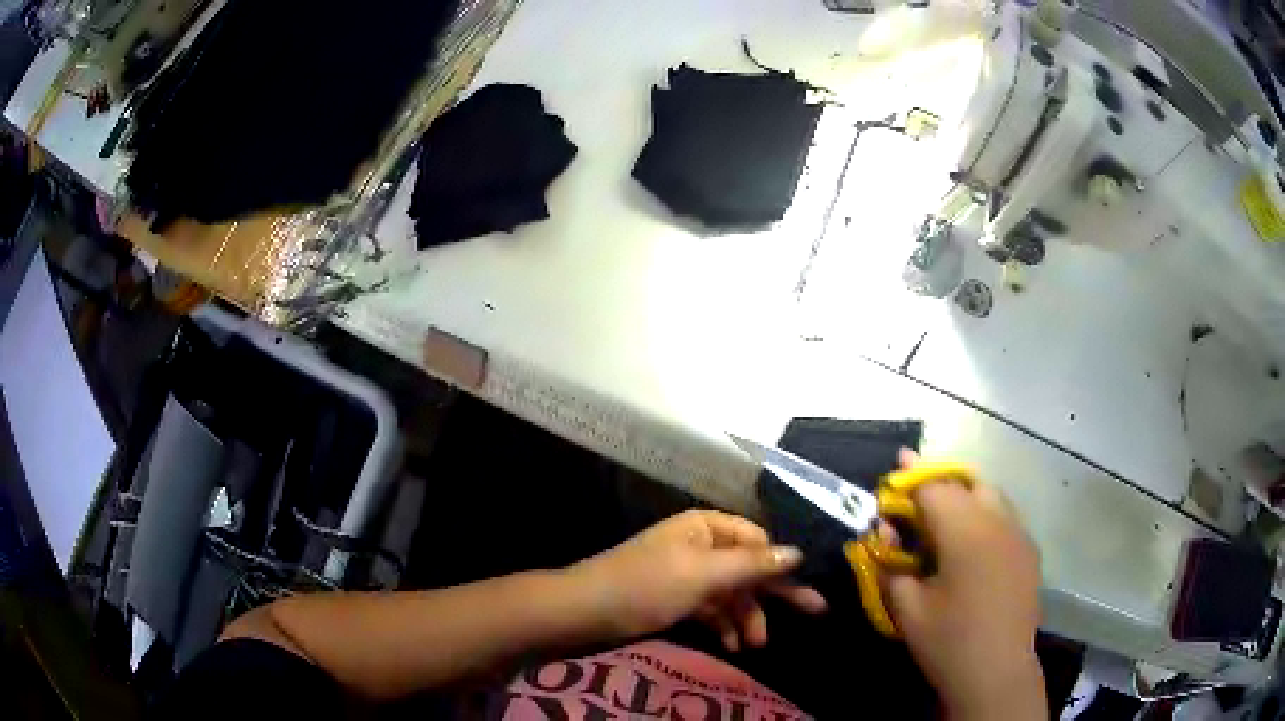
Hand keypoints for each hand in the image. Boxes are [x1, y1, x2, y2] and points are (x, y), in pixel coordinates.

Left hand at [570, 510, 827, 650]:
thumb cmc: (646, 586)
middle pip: (748, 567)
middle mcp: (700, 545)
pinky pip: (711, 608)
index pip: (757, 539)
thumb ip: (752, 564)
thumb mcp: (703, 574)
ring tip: (756, 645)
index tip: (803, 588)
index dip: (779, 563)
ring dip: (747, 616)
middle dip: (772, 594)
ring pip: (731, 592)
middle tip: (814, 611)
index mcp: (705, 526)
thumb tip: (798, 552)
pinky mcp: (676, 599)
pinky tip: (733, 645)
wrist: (584, 613)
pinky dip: (724, 624)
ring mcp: (687, 574)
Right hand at [885, 452, 1046, 720]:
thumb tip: (885, 542)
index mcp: (966, 531)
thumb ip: (892, 567)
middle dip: (939, 482)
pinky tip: (972, 542)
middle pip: (966, 482)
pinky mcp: (1029, 551)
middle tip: (916, 496)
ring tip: (943, 515)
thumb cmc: (947, 640)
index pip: (933, 488)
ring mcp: (1019, 534)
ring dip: (965, 495)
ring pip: (991, 494)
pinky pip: (1005, 516)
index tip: (893, 473)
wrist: (996, 671)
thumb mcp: (907, 608)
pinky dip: (985, 514)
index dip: (910, 479)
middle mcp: (997, 521)